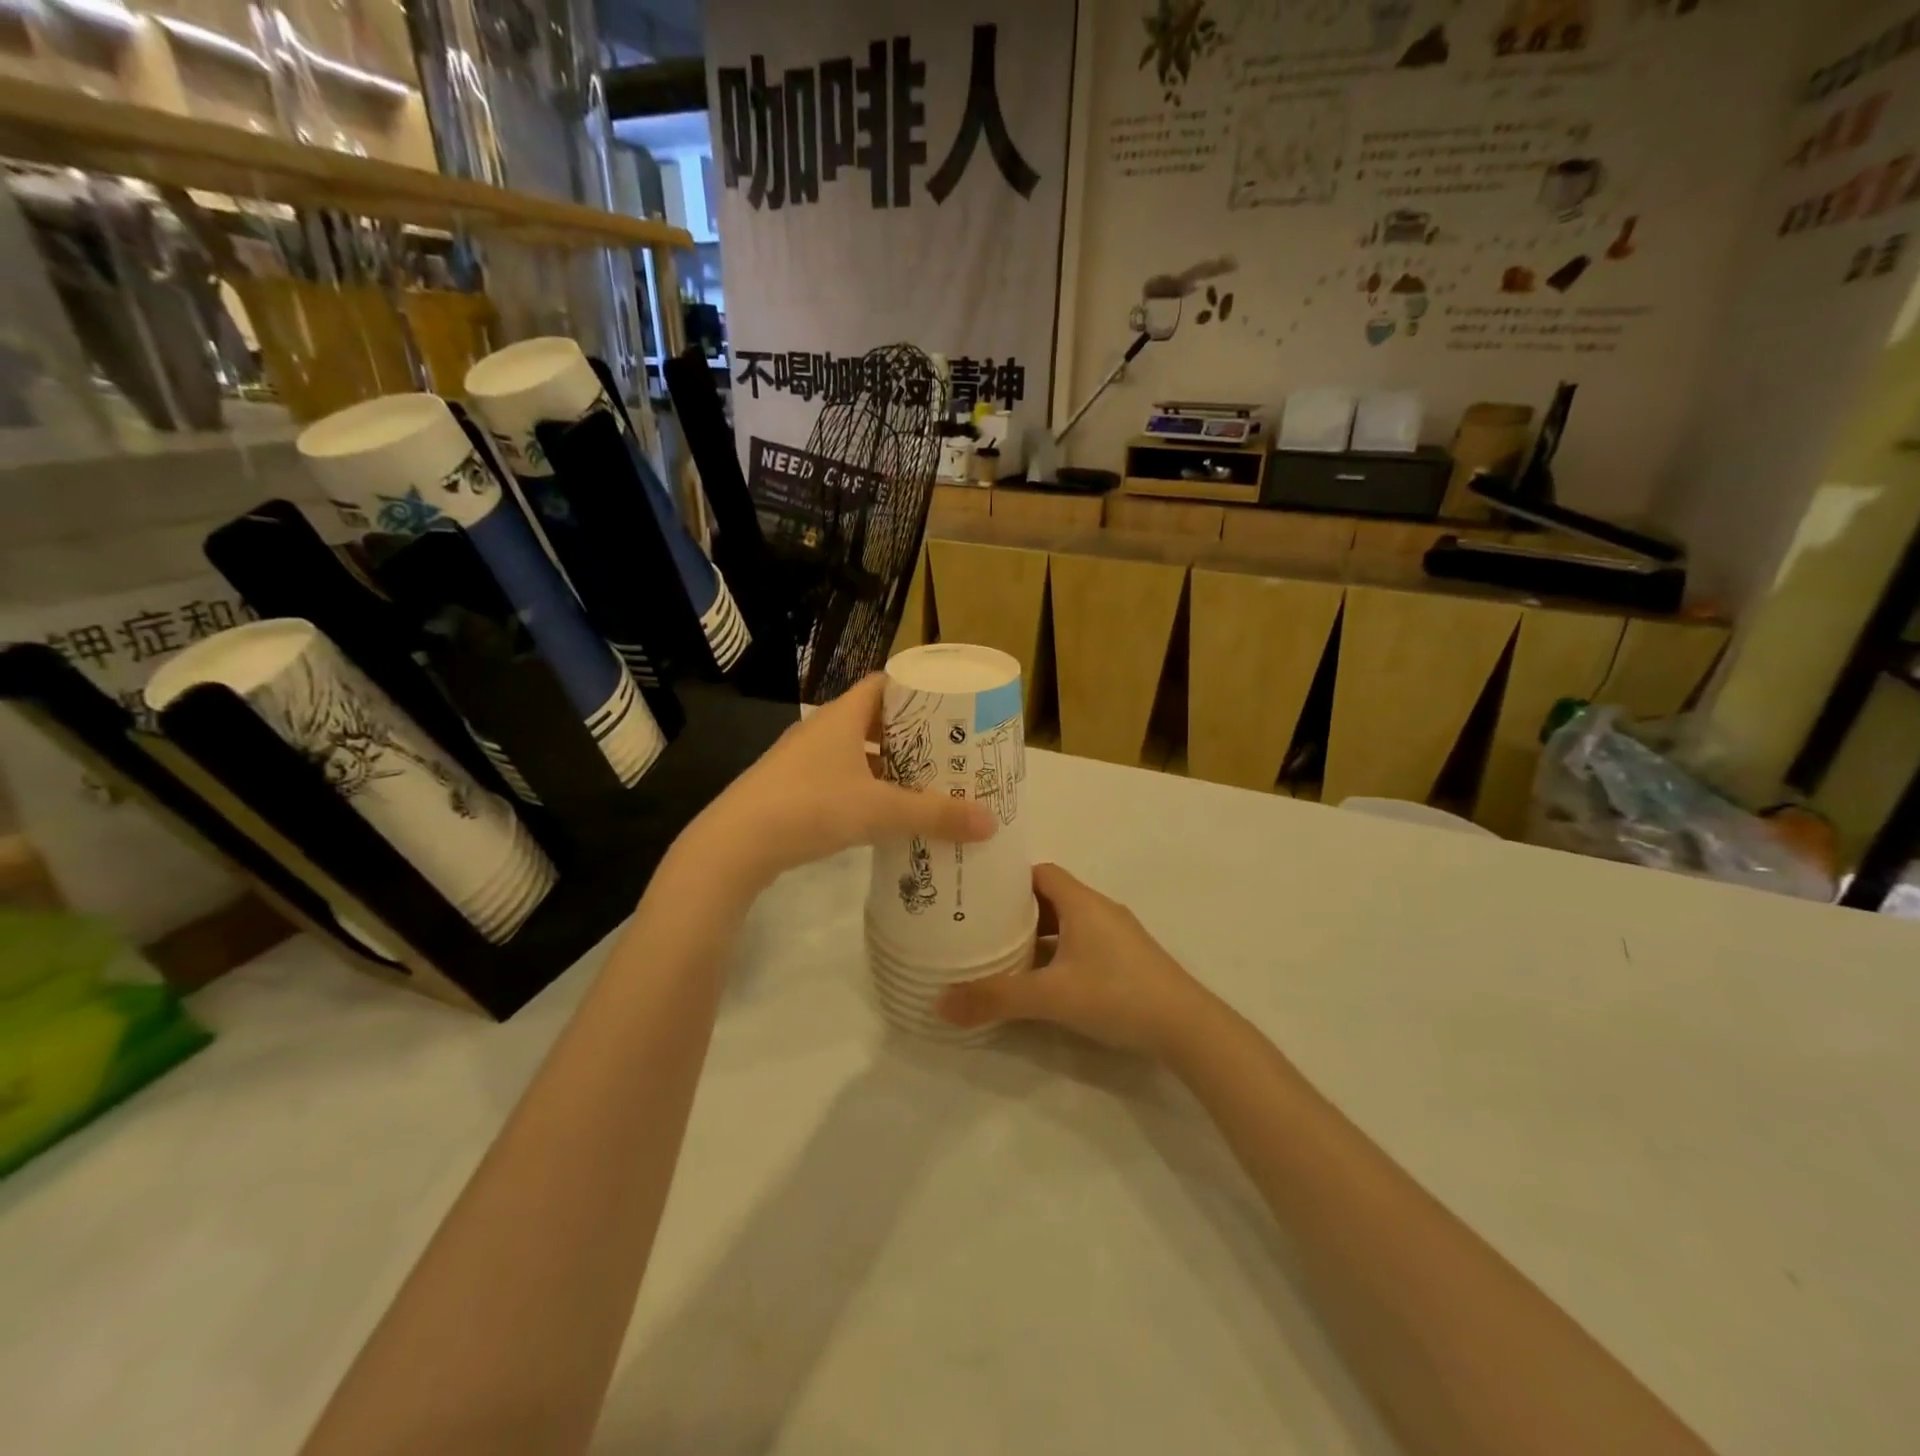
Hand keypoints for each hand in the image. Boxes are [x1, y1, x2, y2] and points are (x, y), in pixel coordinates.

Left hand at [684, 675, 995, 889]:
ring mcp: (802, 761)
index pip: (882, 684)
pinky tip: (884, 814)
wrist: (735, 844)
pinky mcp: (791, 790)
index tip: (949, 706)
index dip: (915, 690)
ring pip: (855, 754)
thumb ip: (935, 815)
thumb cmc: (811, 807)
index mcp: (841, 717)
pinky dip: (865, 790)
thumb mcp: (879, 810)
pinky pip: (839, 780)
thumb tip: (990, 823)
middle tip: (948, 750)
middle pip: (873, 721)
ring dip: (887, 766)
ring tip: (925, 784)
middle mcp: (821, 731)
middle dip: (909, 735)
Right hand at [936, 863, 1213, 1059]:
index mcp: (1081, 902)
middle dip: (1016, 910)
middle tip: (980, 926)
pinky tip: (1043, 981)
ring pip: (1067, 923)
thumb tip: (940, 1004)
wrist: (1188, 1028)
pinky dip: (1059, 953)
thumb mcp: (1050, 997)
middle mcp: (1099, 910)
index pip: (1039, 872)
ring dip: (1038, 935)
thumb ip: (996, 998)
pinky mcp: (1127, 960)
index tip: (978, 893)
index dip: (1008, 879)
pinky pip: (1083, 943)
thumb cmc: (1116, 995)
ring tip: (1003, 953)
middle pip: (1050, 896)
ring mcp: (1117, 935)